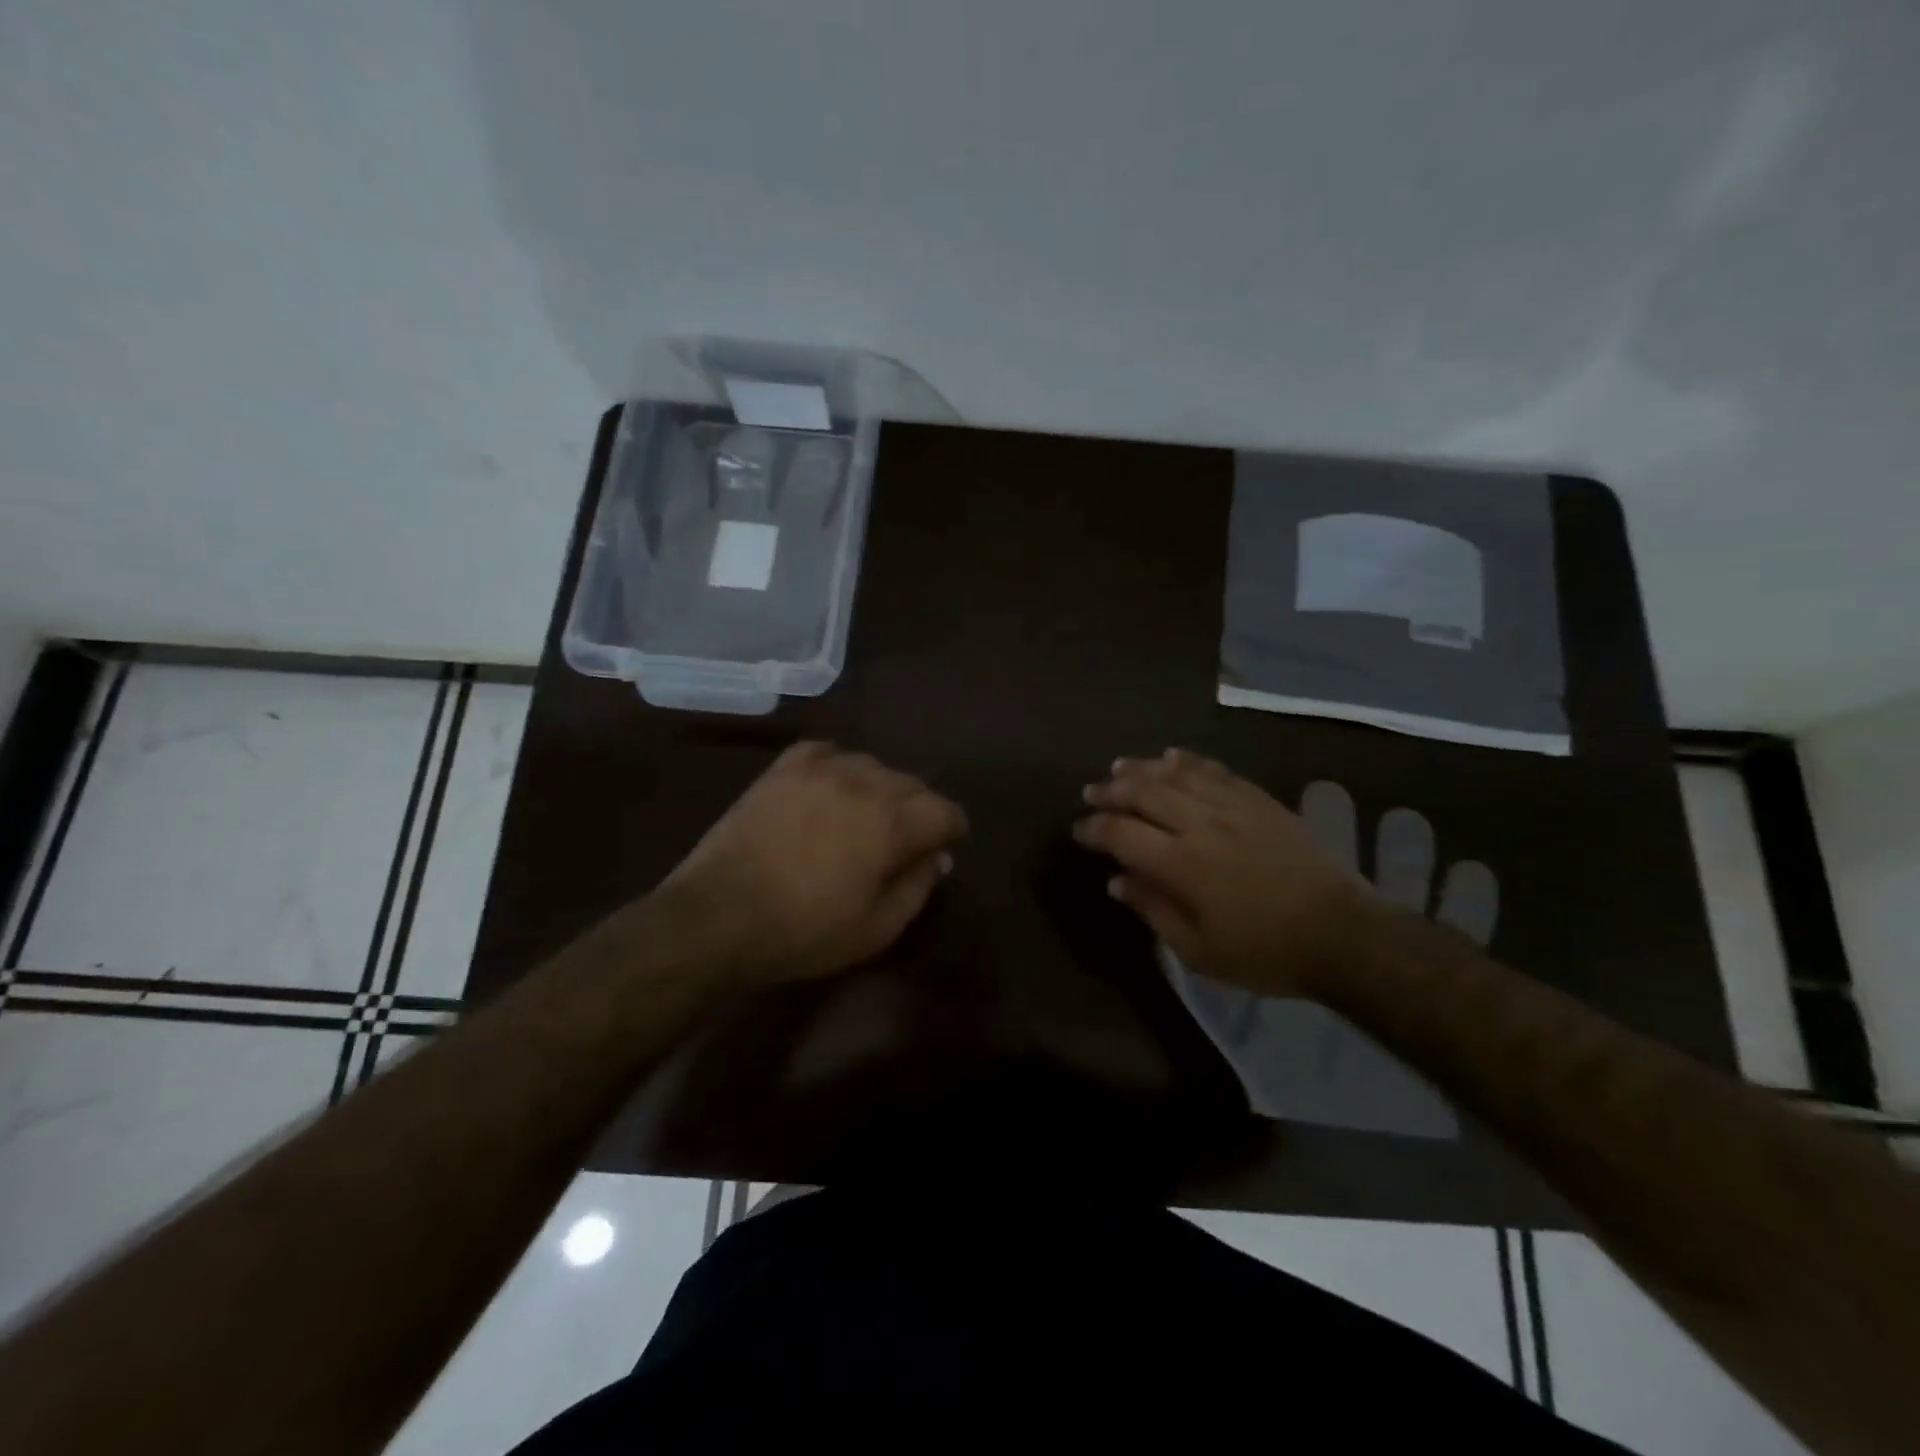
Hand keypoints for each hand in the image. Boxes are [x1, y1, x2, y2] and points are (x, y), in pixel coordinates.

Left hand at [656, 741, 967, 983]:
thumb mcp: (876, 929)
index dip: (951, 830)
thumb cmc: (804, 931)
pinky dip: (837, 766)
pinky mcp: (783, 770)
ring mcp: (821, 771)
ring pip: (872, 765)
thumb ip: (918, 887)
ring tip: (865, 815)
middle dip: (919, 810)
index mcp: (893, 823)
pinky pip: (825, 752)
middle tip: (904, 840)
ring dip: (880, 789)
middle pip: (912, 784)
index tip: (943, 847)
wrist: (718, 915)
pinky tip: (830, 786)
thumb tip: (938, 858)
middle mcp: (864, 784)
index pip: (944, 811)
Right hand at [1075, 749, 1377, 996]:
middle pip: (1144, 793)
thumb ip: (1153, 910)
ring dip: (1143, 768)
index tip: (1079, 831)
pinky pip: (1216, 770)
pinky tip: (1173, 756)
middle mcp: (1200, 825)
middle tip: (1091, 791)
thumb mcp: (1199, 950)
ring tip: (1120, 767)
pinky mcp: (1260, 800)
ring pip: (1176, 774)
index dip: (1094, 828)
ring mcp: (1232, 807)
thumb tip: (1117, 881)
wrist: (1342, 934)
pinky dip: (1189, 760)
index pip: (1122, 833)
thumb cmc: (1265, 952)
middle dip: (1111, 791)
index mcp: (1181, 864)